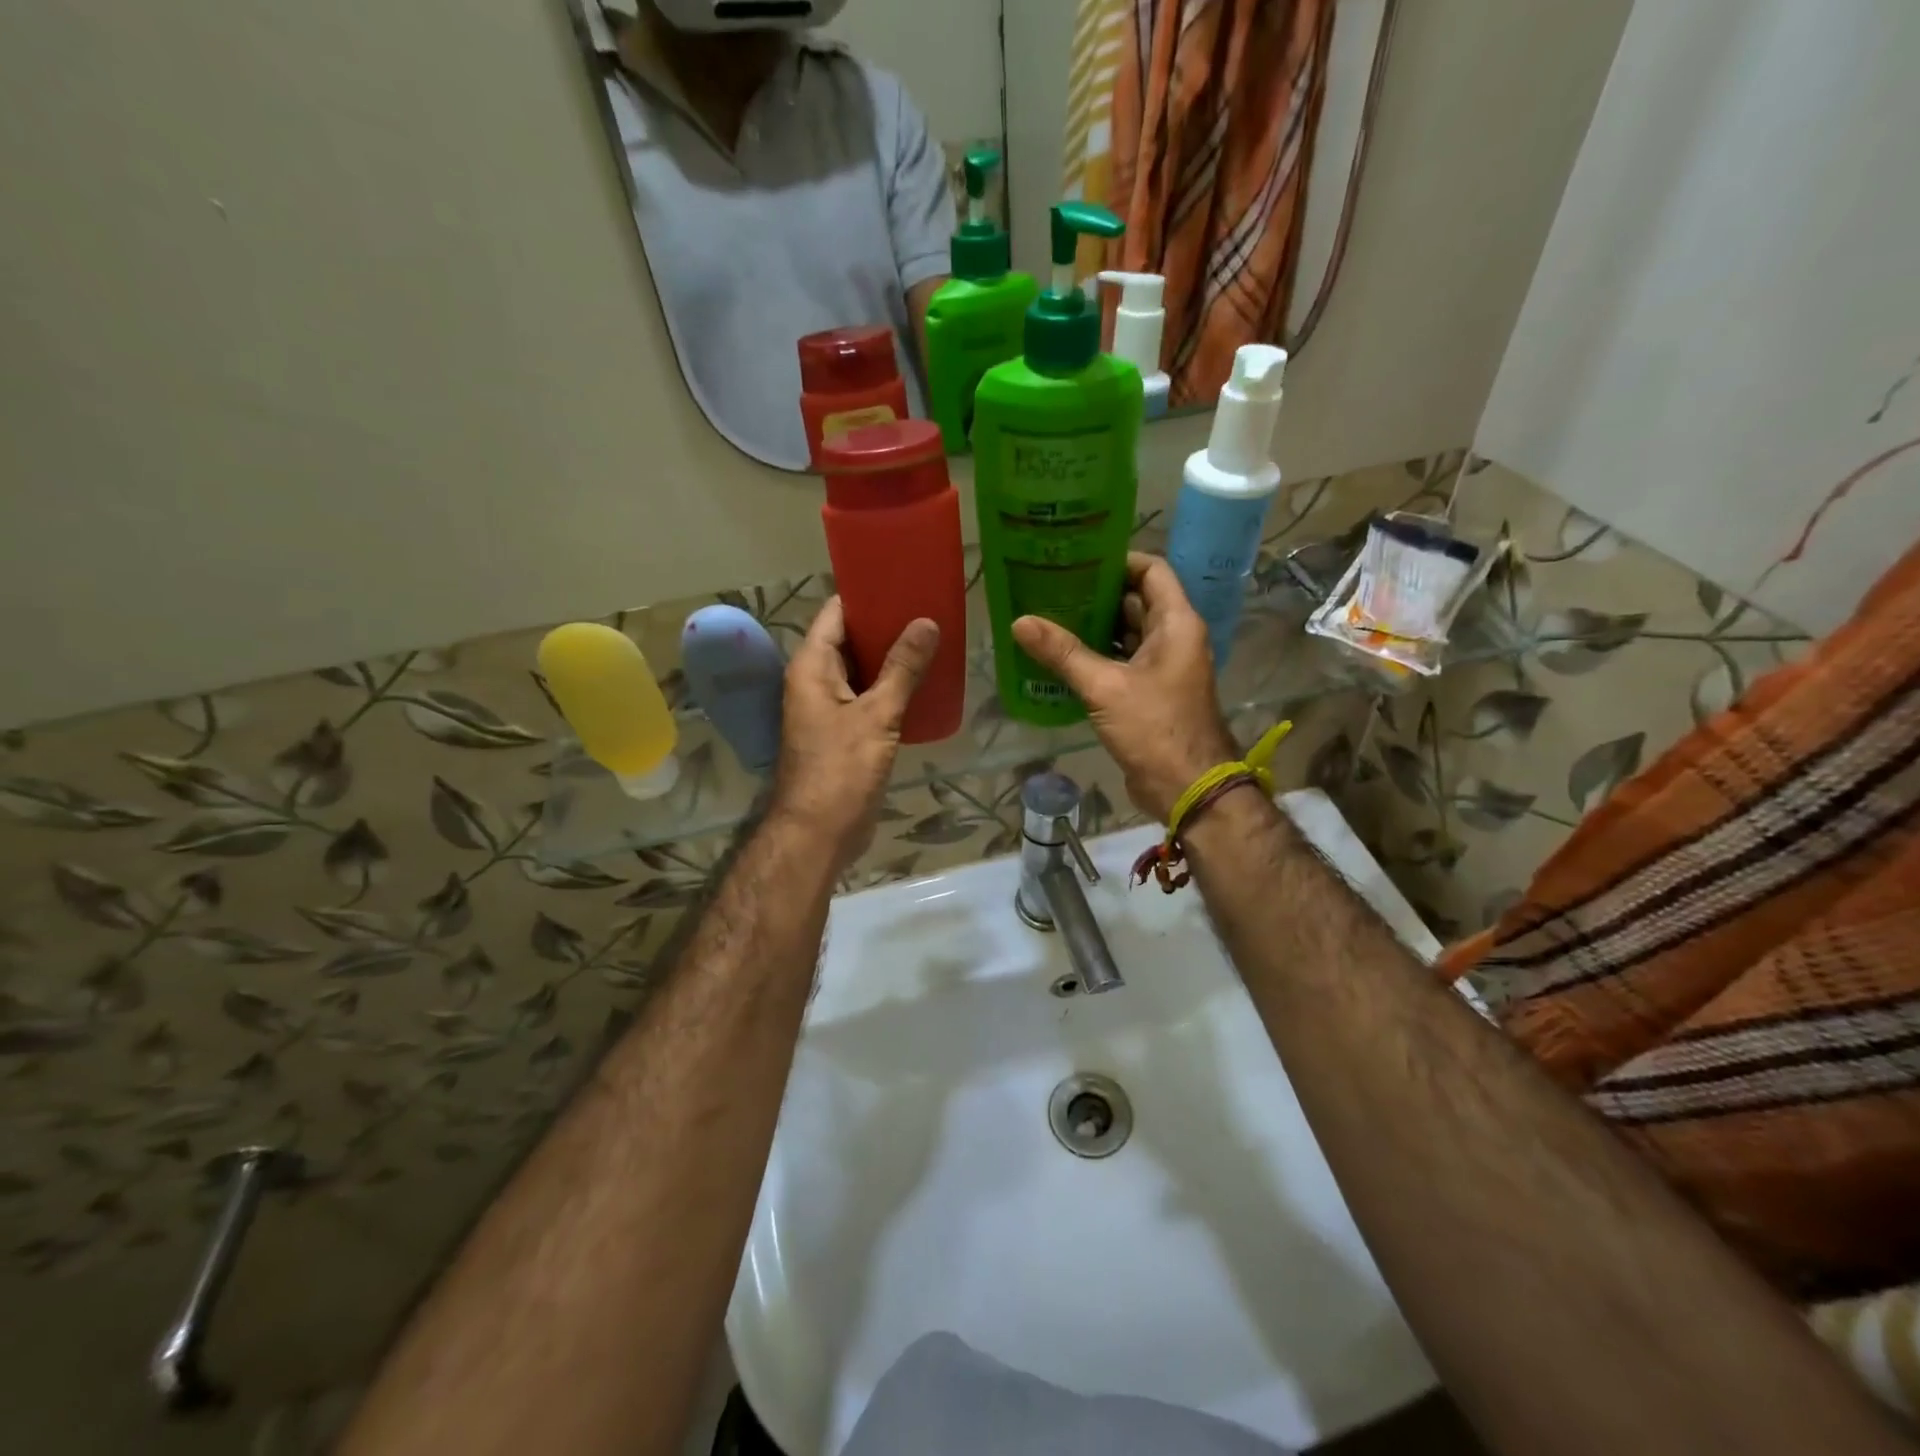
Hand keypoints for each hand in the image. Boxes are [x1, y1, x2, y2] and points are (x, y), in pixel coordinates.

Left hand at [769, 598, 939, 869]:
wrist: (820, 833)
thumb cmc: (841, 770)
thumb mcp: (876, 715)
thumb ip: (902, 668)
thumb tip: (926, 622)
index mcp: (813, 667)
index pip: (836, 612)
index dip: (867, 594)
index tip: (904, 579)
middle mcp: (817, 681)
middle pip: (851, 639)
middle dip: (887, 624)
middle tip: (930, 608)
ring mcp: (830, 708)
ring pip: (863, 670)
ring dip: (893, 657)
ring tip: (934, 639)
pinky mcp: (846, 732)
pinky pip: (870, 697)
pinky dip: (893, 687)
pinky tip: (925, 682)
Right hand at [1013, 553, 1236, 821]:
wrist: (1187, 787)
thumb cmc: (1154, 727)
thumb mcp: (1105, 686)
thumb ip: (1063, 652)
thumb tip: (1020, 621)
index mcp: (1175, 623)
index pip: (1151, 570)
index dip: (1117, 560)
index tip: (1077, 560)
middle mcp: (1174, 638)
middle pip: (1134, 601)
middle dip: (1095, 595)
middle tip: (1051, 588)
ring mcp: (1163, 668)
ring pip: (1125, 635)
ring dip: (1092, 628)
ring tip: (1048, 618)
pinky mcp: (1150, 694)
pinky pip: (1121, 663)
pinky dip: (1095, 657)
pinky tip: (1060, 658)